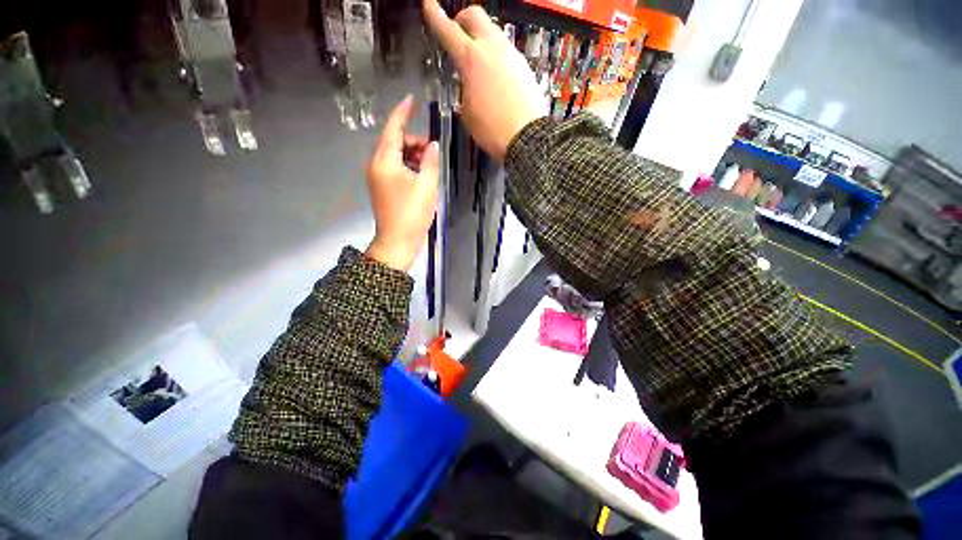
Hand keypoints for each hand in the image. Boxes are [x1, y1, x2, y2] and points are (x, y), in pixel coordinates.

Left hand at [366, 96, 439, 271]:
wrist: (398, 241)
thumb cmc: (412, 213)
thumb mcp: (426, 185)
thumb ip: (430, 161)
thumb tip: (432, 145)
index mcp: (384, 161)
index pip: (393, 129)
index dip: (402, 113)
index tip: (411, 100)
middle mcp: (376, 165)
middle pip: (394, 142)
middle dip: (413, 142)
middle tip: (432, 153)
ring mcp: (378, 177)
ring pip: (395, 156)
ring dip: (412, 155)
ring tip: (429, 167)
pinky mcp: (383, 188)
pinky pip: (395, 168)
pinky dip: (408, 167)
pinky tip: (421, 176)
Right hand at [423, 0, 543, 160]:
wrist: (527, 138)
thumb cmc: (492, 130)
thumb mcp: (468, 113)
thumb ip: (465, 90)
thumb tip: (469, 85)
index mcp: (471, 59)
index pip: (448, 30)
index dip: (435, 15)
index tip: (429, 3)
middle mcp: (493, 49)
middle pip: (475, 15)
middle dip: (462, 19)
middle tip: (457, 34)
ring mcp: (512, 55)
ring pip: (493, 33)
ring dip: (481, 39)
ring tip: (478, 62)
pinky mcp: (524, 66)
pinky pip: (506, 51)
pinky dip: (496, 56)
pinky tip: (495, 75)